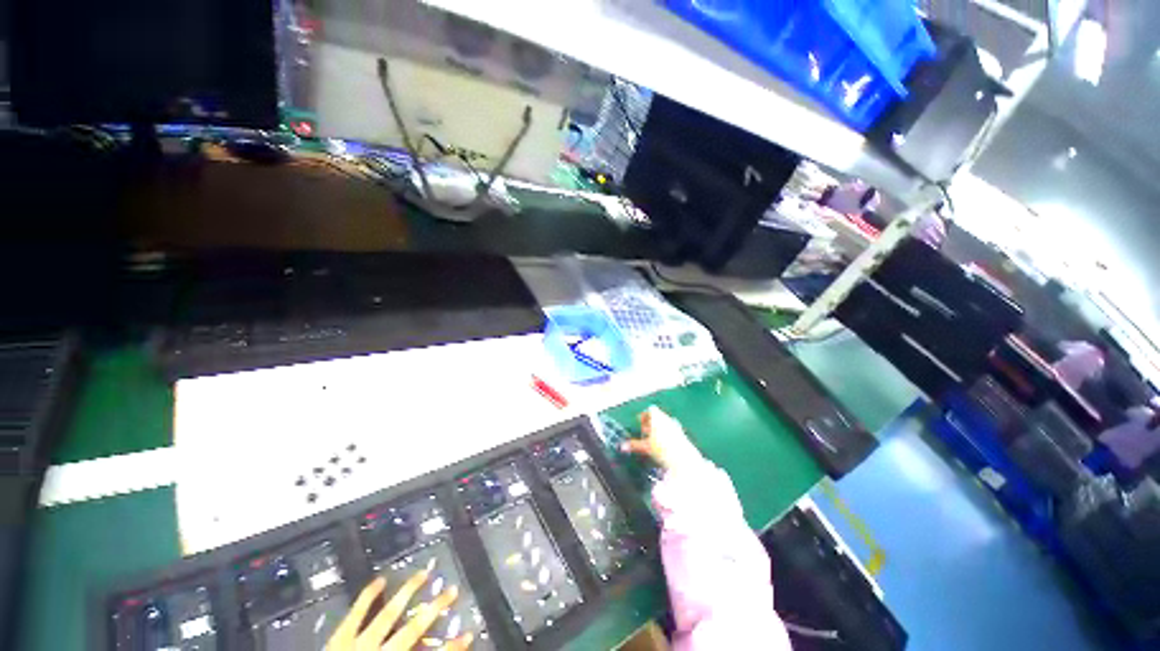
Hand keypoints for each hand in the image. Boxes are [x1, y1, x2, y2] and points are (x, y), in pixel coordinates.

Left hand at [327, 572, 471, 650]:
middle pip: (412, 630)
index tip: (468, 634)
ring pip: (388, 615)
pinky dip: (368, 597)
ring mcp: (357, 645)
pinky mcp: (339, 639)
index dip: (452, 648)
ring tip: (424, 574)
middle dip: (433, 610)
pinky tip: (381, 580)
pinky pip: (355, 614)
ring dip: (407, 593)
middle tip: (452, 590)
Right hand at [620, 406, 702, 470]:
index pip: (650, 410)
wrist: (683, 458)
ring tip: (653, 439)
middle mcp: (667, 419)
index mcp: (658, 417)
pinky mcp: (682, 434)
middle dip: (650, 422)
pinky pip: (672, 430)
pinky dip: (666, 434)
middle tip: (644, 431)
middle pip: (658, 416)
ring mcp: (676, 426)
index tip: (639, 422)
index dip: (644, 415)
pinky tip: (664, 445)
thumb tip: (622, 446)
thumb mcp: (646, 447)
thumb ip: (634, 445)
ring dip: (659, 428)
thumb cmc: (662, 449)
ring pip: (665, 423)